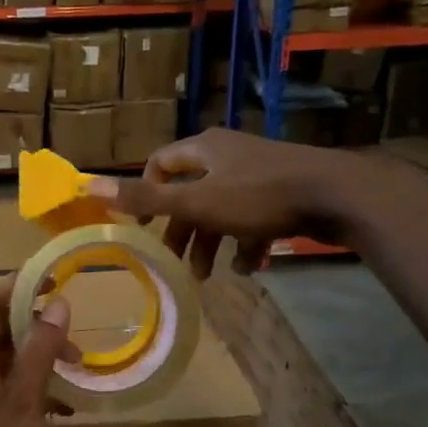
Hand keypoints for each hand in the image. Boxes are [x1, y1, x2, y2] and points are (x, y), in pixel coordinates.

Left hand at [0, 277, 72, 426]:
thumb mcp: (23, 402)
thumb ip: (40, 350)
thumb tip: (58, 302)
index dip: (19, 286)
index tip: (58, 286)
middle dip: (37, 326)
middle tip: (76, 342)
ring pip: (5, 356)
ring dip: (39, 358)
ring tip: (76, 372)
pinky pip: (6, 385)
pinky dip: (33, 387)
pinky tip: (63, 410)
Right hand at [87, 127, 423, 276]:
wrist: (338, 195)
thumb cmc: (258, 196)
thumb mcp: (196, 202)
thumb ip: (145, 199)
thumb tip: (89, 184)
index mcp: (204, 149)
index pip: (160, 164)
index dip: (146, 194)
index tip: (143, 227)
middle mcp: (228, 155)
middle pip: (191, 193)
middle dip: (182, 231)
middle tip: (175, 262)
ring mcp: (258, 173)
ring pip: (222, 210)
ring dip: (212, 243)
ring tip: (210, 276)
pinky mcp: (284, 193)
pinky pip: (254, 219)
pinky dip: (246, 243)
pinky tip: (249, 267)